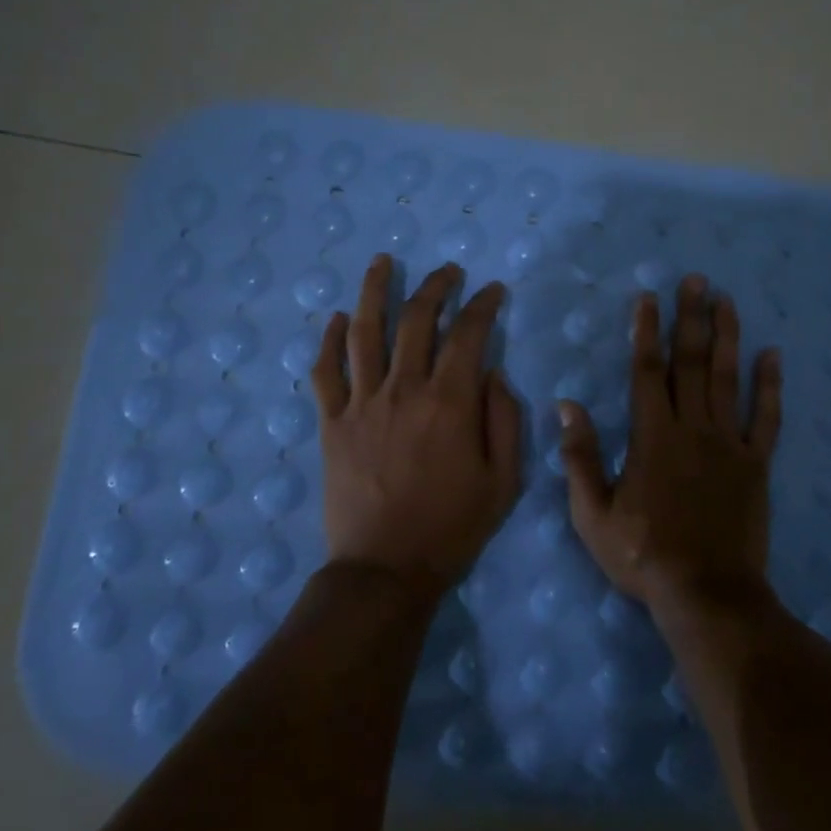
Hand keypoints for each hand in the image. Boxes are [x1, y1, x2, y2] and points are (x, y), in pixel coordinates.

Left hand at [311, 256, 523, 597]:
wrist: (386, 569)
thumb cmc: (453, 527)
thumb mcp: (504, 480)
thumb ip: (505, 419)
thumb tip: (492, 372)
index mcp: (450, 403)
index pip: (469, 334)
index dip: (483, 305)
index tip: (493, 291)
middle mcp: (404, 390)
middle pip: (417, 320)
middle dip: (436, 286)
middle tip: (449, 270)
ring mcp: (362, 403)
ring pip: (365, 332)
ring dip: (376, 291)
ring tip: (384, 262)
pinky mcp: (332, 423)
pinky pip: (325, 372)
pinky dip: (330, 340)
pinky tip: (338, 318)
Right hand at [560, 274, 782, 608]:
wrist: (706, 593)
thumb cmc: (643, 555)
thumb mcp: (594, 513)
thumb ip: (581, 457)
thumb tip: (568, 406)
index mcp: (653, 436)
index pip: (647, 372)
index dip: (647, 332)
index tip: (649, 299)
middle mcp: (693, 429)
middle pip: (690, 363)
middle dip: (690, 318)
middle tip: (696, 280)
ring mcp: (729, 444)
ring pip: (727, 379)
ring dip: (727, 337)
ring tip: (727, 301)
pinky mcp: (756, 465)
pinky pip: (765, 418)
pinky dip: (769, 386)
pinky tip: (772, 356)